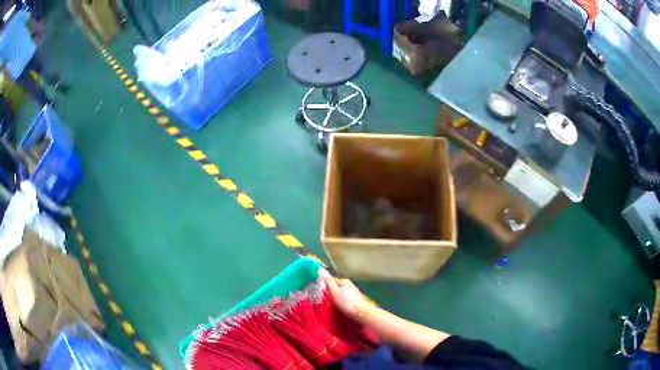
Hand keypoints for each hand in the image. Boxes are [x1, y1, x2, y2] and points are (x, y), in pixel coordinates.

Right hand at [319, 268, 367, 318]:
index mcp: (344, 281)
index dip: (324, 286)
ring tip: (331, 305)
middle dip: (331, 292)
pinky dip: (342, 301)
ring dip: (336, 298)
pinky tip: (340, 307)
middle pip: (336, 287)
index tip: (319, 293)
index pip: (331, 280)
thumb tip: (320, 269)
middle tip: (324, 300)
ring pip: (341, 293)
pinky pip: (345, 299)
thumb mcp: (335, 292)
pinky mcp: (356, 300)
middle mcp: (350, 285)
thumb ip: (328, 281)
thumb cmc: (347, 303)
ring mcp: (354, 292)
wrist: (362, 314)